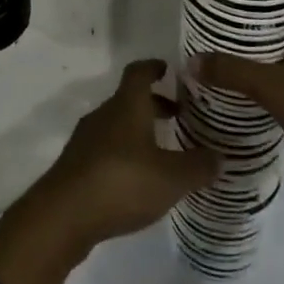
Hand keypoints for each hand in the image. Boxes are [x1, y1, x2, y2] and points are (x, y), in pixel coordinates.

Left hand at [0, 59, 218, 283]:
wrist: (63, 215)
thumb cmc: (121, 182)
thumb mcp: (171, 177)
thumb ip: (198, 166)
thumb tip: (220, 156)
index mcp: (127, 105)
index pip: (139, 72)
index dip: (154, 67)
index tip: (169, 70)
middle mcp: (105, 114)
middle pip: (130, 100)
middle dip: (154, 105)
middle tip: (178, 117)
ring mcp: (86, 140)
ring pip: (117, 125)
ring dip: (139, 131)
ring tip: (163, 152)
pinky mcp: (77, 166)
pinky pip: (106, 149)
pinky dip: (124, 153)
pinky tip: (138, 179)